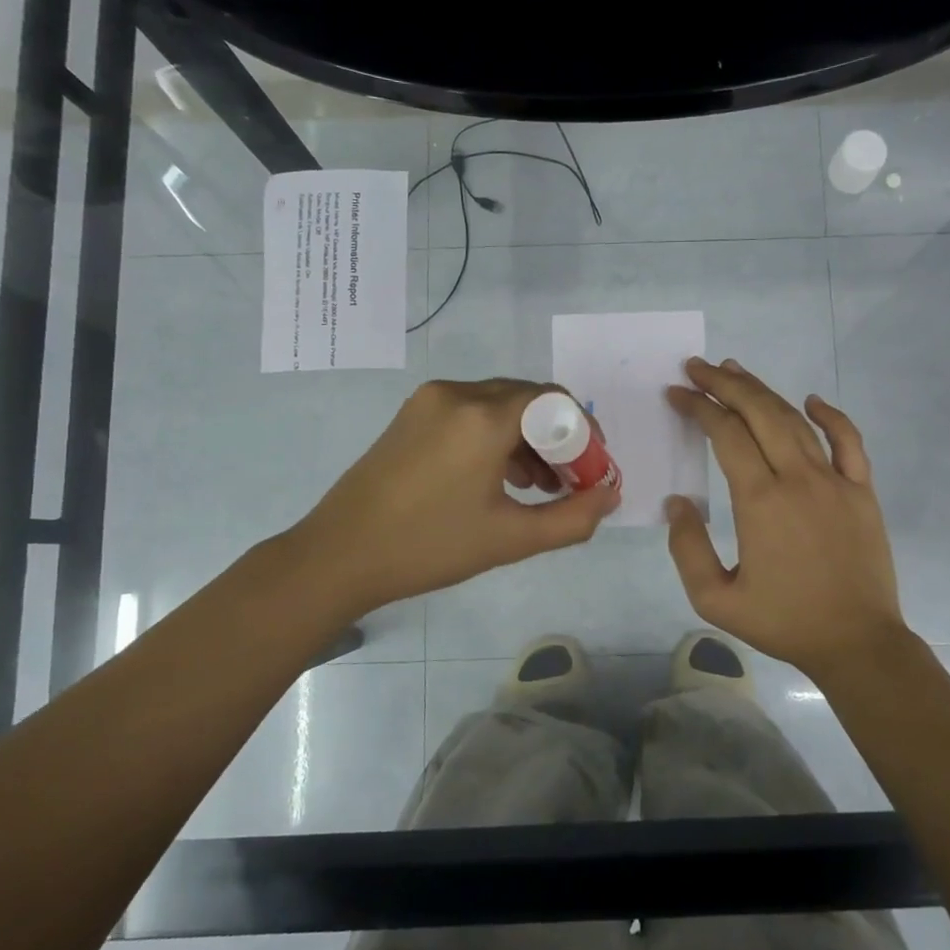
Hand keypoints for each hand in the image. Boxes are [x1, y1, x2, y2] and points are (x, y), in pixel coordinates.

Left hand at [267, 378, 619, 616]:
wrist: (339, 555)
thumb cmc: (430, 547)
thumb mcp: (511, 539)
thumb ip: (573, 518)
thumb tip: (610, 495)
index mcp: (484, 417)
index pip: (555, 402)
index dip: (583, 433)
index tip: (592, 470)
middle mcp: (458, 394)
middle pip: (528, 399)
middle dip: (557, 437)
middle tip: (569, 481)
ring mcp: (429, 401)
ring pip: (498, 404)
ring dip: (527, 437)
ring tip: (538, 486)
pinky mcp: (411, 414)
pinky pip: (470, 412)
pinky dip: (495, 436)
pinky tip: (500, 477)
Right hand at [665, 357, 909, 677]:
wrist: (856, 642)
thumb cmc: (783, 622)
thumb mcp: (715, 600)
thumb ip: (687, 548)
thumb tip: (678, 502)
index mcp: (760, 501)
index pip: (725, 434)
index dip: (699, 407)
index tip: (677, 393)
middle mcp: (798, 478)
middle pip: (759, 414)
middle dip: (725, 384)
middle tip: (699, 367)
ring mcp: (835, 481)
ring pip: (796, 420)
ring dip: (763, 392)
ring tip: (736, 372)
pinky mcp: (862, 491)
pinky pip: (849, 441)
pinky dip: (831, 416)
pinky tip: (812, 400)